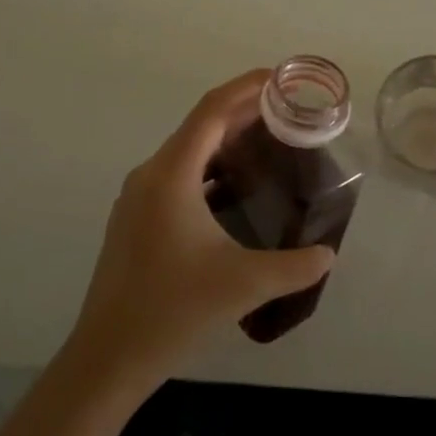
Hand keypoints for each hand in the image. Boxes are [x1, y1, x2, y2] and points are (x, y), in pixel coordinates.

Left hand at [68, 70, 335, 387]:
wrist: (107, 358)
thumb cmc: (173, 310)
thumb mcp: (245, 285)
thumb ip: (296, 266)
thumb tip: (329, 254)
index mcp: (171, 175)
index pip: (212, 110)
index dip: (246, 87)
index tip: (279, 77)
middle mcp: (150, 176)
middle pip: (200, 127)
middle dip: (242, 113)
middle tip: (286, 109)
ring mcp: (137, 198)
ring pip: (187, 153)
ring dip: (224, 142)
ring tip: (267, 143)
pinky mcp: (135, 221)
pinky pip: (177, 177)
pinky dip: (208, 170)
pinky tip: (234, 190)